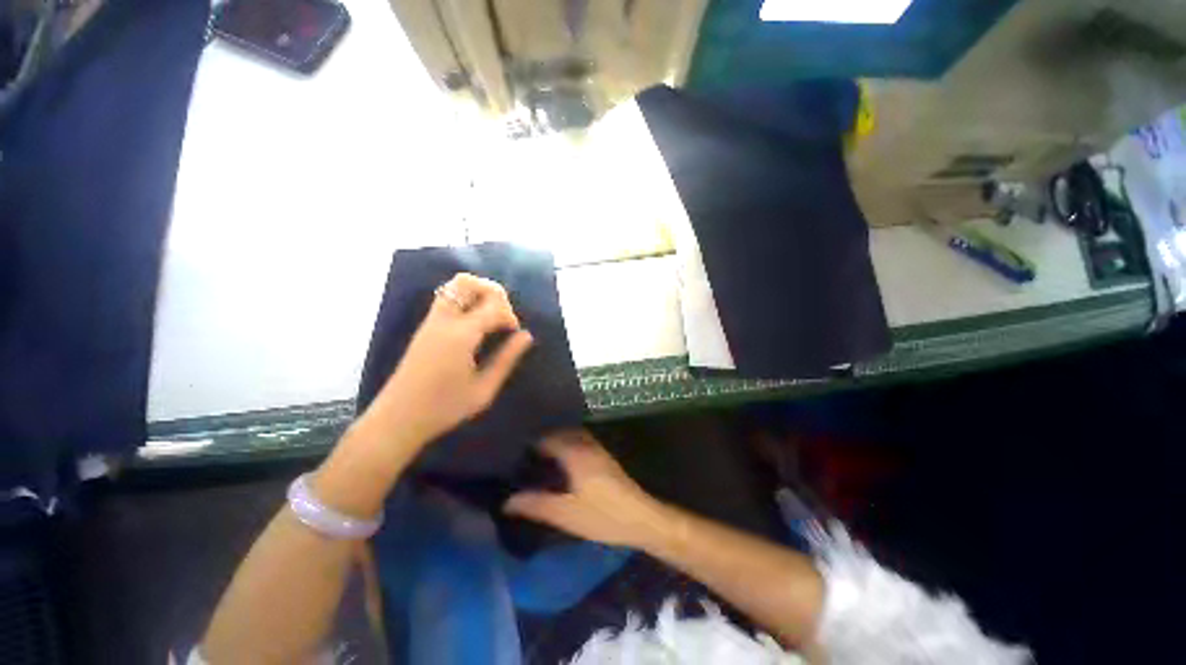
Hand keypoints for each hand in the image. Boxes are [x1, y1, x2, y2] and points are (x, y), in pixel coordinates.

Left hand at [366, 273, 533, 446]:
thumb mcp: (484, 389)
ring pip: (455, 285)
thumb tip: (526, 335)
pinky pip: (448, 298)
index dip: (510, 315)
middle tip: (502, 316)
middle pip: (468, 282)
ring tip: (491, 316)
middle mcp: (443, 321)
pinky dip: (467, 300)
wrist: (398, 419)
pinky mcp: (426, 326)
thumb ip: (507, 359)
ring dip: (478, 293)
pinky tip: (476, 323)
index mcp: (460, 336)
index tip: (514, 334)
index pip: (493, 306)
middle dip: (493, 292)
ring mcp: (431, 321)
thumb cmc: (444, 408)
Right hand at [504, 430, 668, 547]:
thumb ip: (536, 505)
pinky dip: (569, 447)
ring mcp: (598, 450)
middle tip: (527, 457)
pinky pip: (582, 443)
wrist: (640, 518)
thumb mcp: (565, 514)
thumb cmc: (602, 515)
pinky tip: (565, 466)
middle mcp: (587, 445)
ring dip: (558, 442)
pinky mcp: (605, 458)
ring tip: (543, 460)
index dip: (531, 444)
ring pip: (573, 437)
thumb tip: (507, 501)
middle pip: (561, 433)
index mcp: (575, 453)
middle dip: (544, 441)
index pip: (548, 438)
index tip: (516, 454)